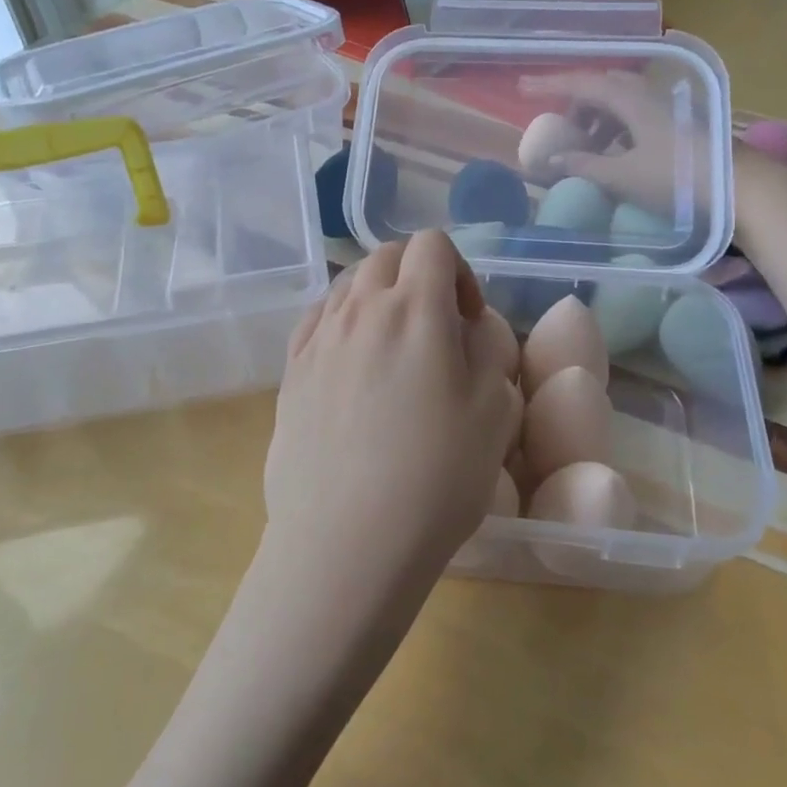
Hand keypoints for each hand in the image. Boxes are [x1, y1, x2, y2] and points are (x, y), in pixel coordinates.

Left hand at [264, 230, 522, 592]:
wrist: (347, 543)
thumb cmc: (436, 478)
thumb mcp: (495, 411)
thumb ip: (489, 349)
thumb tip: (469, 326)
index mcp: (415, 309)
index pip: (432, 244)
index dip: (459, 269)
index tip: (469, 318)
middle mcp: (360, 309)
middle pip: (387, 256)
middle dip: (419, 275)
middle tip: (437, 328)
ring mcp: (318, 339)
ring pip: (349, 284)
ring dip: (380, 296)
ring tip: (395, 347)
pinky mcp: (290, 372)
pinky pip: (317, 319)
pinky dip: (343, 320)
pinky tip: (353, 362)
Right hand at [518, 70, 709, 215]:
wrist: (743, 188)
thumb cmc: (679, 180)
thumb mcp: (624, 176)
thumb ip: (585, 166)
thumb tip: (551, 160)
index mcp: (632, 100)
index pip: (582, 83)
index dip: (550, 85)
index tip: (522, 89)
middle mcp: (650, 95)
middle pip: (604, 87)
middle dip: (577, 103)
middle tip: (560, 127)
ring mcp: (669, 108)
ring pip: (623, 102)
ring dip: (599, 119)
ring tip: (587, 148)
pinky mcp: (682, 125)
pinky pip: (638, 116)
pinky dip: (619, 129)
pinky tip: (618, 155)